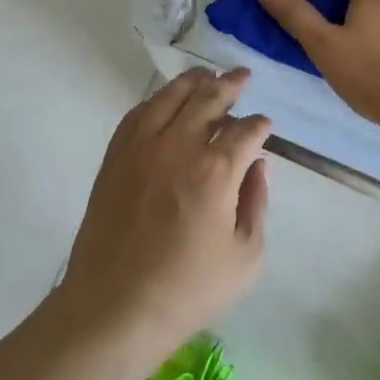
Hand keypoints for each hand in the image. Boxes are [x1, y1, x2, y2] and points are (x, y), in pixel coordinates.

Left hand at [57, 68, 269, 364]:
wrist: (114, 307)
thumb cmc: (187, 289)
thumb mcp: (245, 257)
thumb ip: (257, 203)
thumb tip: (259, 165)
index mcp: (216, 170)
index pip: (246, 130)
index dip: (260, 124)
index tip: (265, 125)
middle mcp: (179, 145)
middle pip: (209, 99)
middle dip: (231, 84)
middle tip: (243, 75)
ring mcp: (142, 147)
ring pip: (170, 96)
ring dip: (193, 80)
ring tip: (207, 72)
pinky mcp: (115, 156)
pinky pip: (138, 113)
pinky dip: (157, 99)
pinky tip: (166, 99)